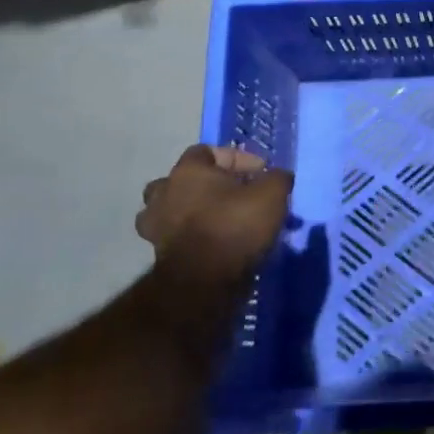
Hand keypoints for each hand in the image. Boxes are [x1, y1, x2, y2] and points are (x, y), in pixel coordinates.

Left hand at [137, 144, 292, 284]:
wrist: (203, 283)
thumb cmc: (235, 226)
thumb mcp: (271, 194)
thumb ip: (276, 178)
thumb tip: (278, 176)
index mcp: (187, 171)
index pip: (207, 151)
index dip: (237, 158)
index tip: (260, 173)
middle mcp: (164, 193)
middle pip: (181, 179)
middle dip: (206, 184)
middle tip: (232, 194)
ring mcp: (155, 226)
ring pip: (170, 209)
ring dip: (190, 211)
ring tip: (216, 219)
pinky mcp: (158, 255)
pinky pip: (174, 236)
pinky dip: (189, 236)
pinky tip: (212, 242)